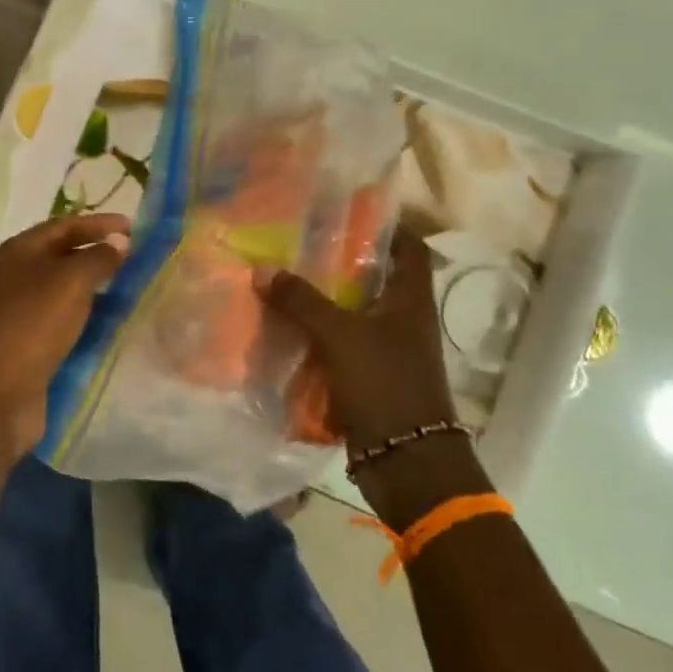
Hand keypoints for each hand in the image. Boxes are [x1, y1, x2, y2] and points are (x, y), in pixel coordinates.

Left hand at [0, 213, 130, 454]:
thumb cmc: (31, 323)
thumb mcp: (70, 281)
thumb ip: (99, 258)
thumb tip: (120, 242)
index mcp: (22, 251)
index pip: (66, 225)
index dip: (100, 224)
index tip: (136, 228)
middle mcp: (20, 277)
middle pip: (66, 257)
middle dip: (102, 256)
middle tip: (141, 260)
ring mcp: (25, 314)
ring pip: (69, 293)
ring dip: (100, 291)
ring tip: (137, 291)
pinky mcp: (33, 347)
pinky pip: (69, 325)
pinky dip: (92, 322)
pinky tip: (117, 326)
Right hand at [257, 227, 454, 452]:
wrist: (406, 460)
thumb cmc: (385, 383)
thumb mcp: (340, 335)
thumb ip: (302, 301)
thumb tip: (261, 269)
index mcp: (411, 299)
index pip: (409, 247)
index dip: (387, 225)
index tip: (348, 211)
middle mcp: (403, 319)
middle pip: (374, 278)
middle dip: (339, 262)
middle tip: (299, 244)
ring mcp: (387, 349)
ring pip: (352, 313)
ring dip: (323, 301)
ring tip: (283, 279)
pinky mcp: (369, 376)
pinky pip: (339, 346)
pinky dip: (317, 336)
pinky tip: (284, 327)